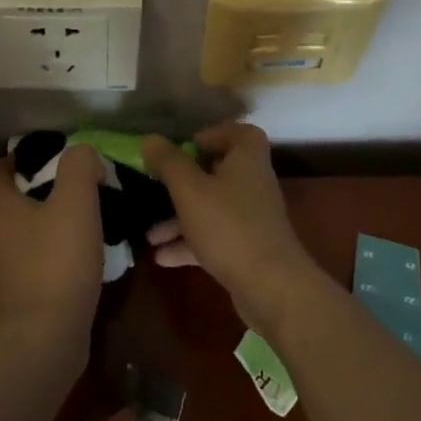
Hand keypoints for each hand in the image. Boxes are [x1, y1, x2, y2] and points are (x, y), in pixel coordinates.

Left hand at [0, 145, 104, 352]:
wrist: (47, 338)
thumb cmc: (57, 261)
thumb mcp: (75, 201)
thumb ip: (79, 166)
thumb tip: (83, 155)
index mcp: (0, 207)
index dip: (18, 157)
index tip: (51, 155)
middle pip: (13, 198)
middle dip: (43, 186)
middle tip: (79, 182)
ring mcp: (7, 266)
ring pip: (28, 228)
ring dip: (54, 218)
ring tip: (90, 214)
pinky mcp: (24, 292)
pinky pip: (40, 256)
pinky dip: (59, 248)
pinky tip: (87, 251)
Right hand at [141, 123, 320, 329]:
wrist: (271, 287)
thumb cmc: (228, 226)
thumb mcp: (190, 189)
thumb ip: (168, 162)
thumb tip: (149, 139)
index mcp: (247, 159)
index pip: (236, 133)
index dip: (210, 135)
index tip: (183, 148)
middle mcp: (253, 183)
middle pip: (218, 172)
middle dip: (183, 182)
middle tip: (158, 187)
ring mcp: (251, 218)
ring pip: (211, 208)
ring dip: (180, 218)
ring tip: (149, 234)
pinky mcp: (247, 248)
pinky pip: (214, 236)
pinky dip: (189, 243)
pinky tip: (162, 257)